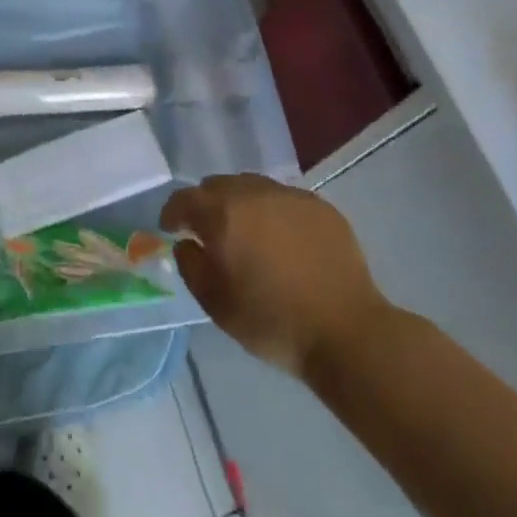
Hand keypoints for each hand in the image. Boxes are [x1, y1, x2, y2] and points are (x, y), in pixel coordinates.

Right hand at [161, 174, 392, 378]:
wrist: (345, 331)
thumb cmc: (271, 321)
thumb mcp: (215, 303)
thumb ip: (191, 265)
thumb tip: (187, 243)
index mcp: (223, 214)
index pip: (184, 199)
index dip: (172, 213)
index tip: (171, 230)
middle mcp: (255, 194)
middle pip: (217, 185)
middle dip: (205, 204)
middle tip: (207, 231)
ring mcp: (291, 197)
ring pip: (252, 186)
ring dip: (238, 203)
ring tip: (245, 231)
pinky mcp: (320, 207)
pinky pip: (283, 198)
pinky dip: (271, 211)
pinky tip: (280, 239)